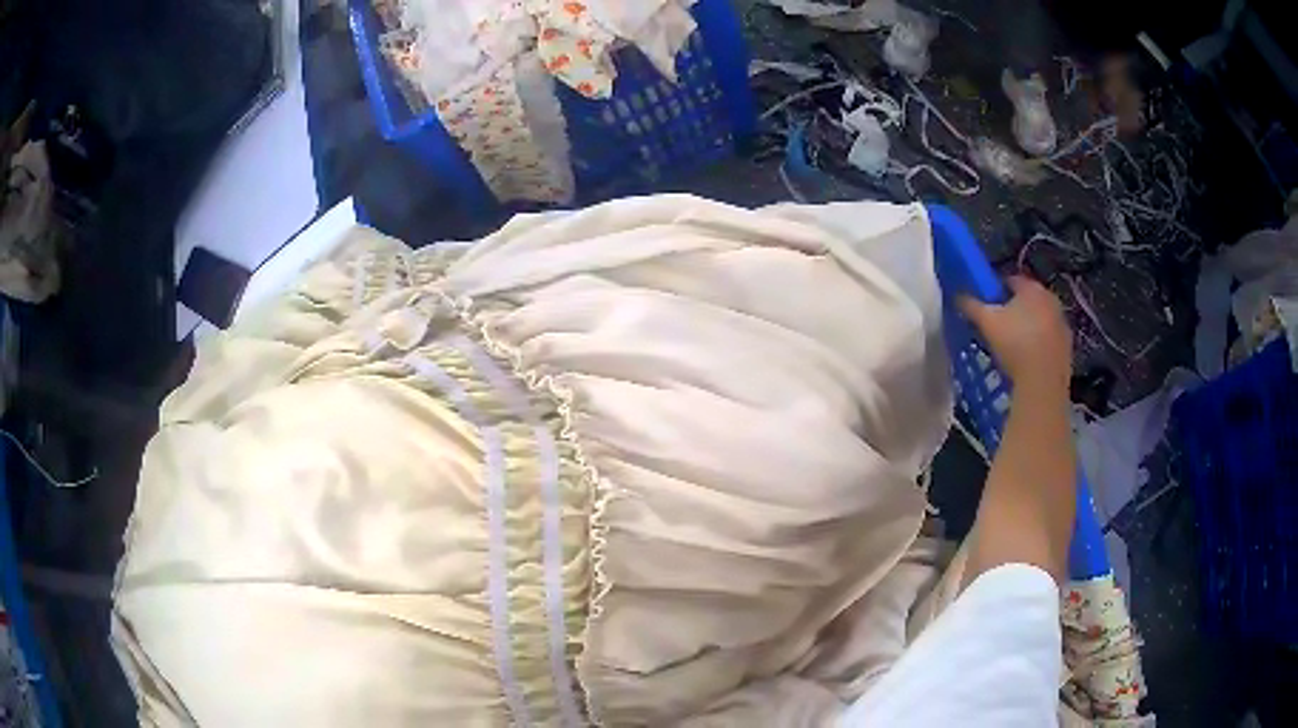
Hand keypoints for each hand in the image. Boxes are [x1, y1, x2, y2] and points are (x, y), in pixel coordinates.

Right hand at [958, 276, 1071, 393]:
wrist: (1043, 381)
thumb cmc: (1014, 343)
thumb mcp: (985, 322)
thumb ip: (971, 305)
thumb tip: (958, 296)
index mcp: (1031, 288)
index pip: (1011, 280)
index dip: (997, 291)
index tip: (988, 305)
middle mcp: (1051, 299)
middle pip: (1029, 300)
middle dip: (1015, 309)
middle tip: (999, 325)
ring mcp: (1062, 324)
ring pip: (1041, 320)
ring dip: (1029, 327)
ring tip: (1013, 346)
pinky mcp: (1068, 348)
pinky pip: (1049, 341)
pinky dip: (1040, 345)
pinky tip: (1027, 361)